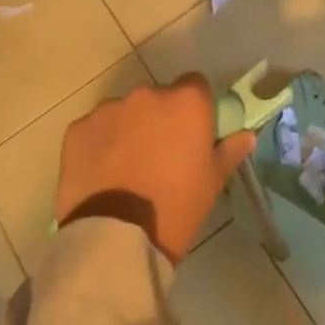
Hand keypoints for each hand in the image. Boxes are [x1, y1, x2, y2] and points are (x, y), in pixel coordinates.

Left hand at [56, 75, 255, 262]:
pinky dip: (99, 144)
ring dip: (128, 129)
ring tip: (126, 167)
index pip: (195, 85)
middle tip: (159, 154)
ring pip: (124, 111)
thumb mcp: (211, 183)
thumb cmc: (175, 208)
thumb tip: (245, 134)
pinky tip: (101, 173)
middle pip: (158, 97)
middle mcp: (147, 94)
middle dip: (160, 118)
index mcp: (186, 102)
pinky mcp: (78, 128)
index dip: (195, 107)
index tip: (192, 132)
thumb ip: (228, 151)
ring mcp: (108, 109)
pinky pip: (95, 129)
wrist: (115, 239)